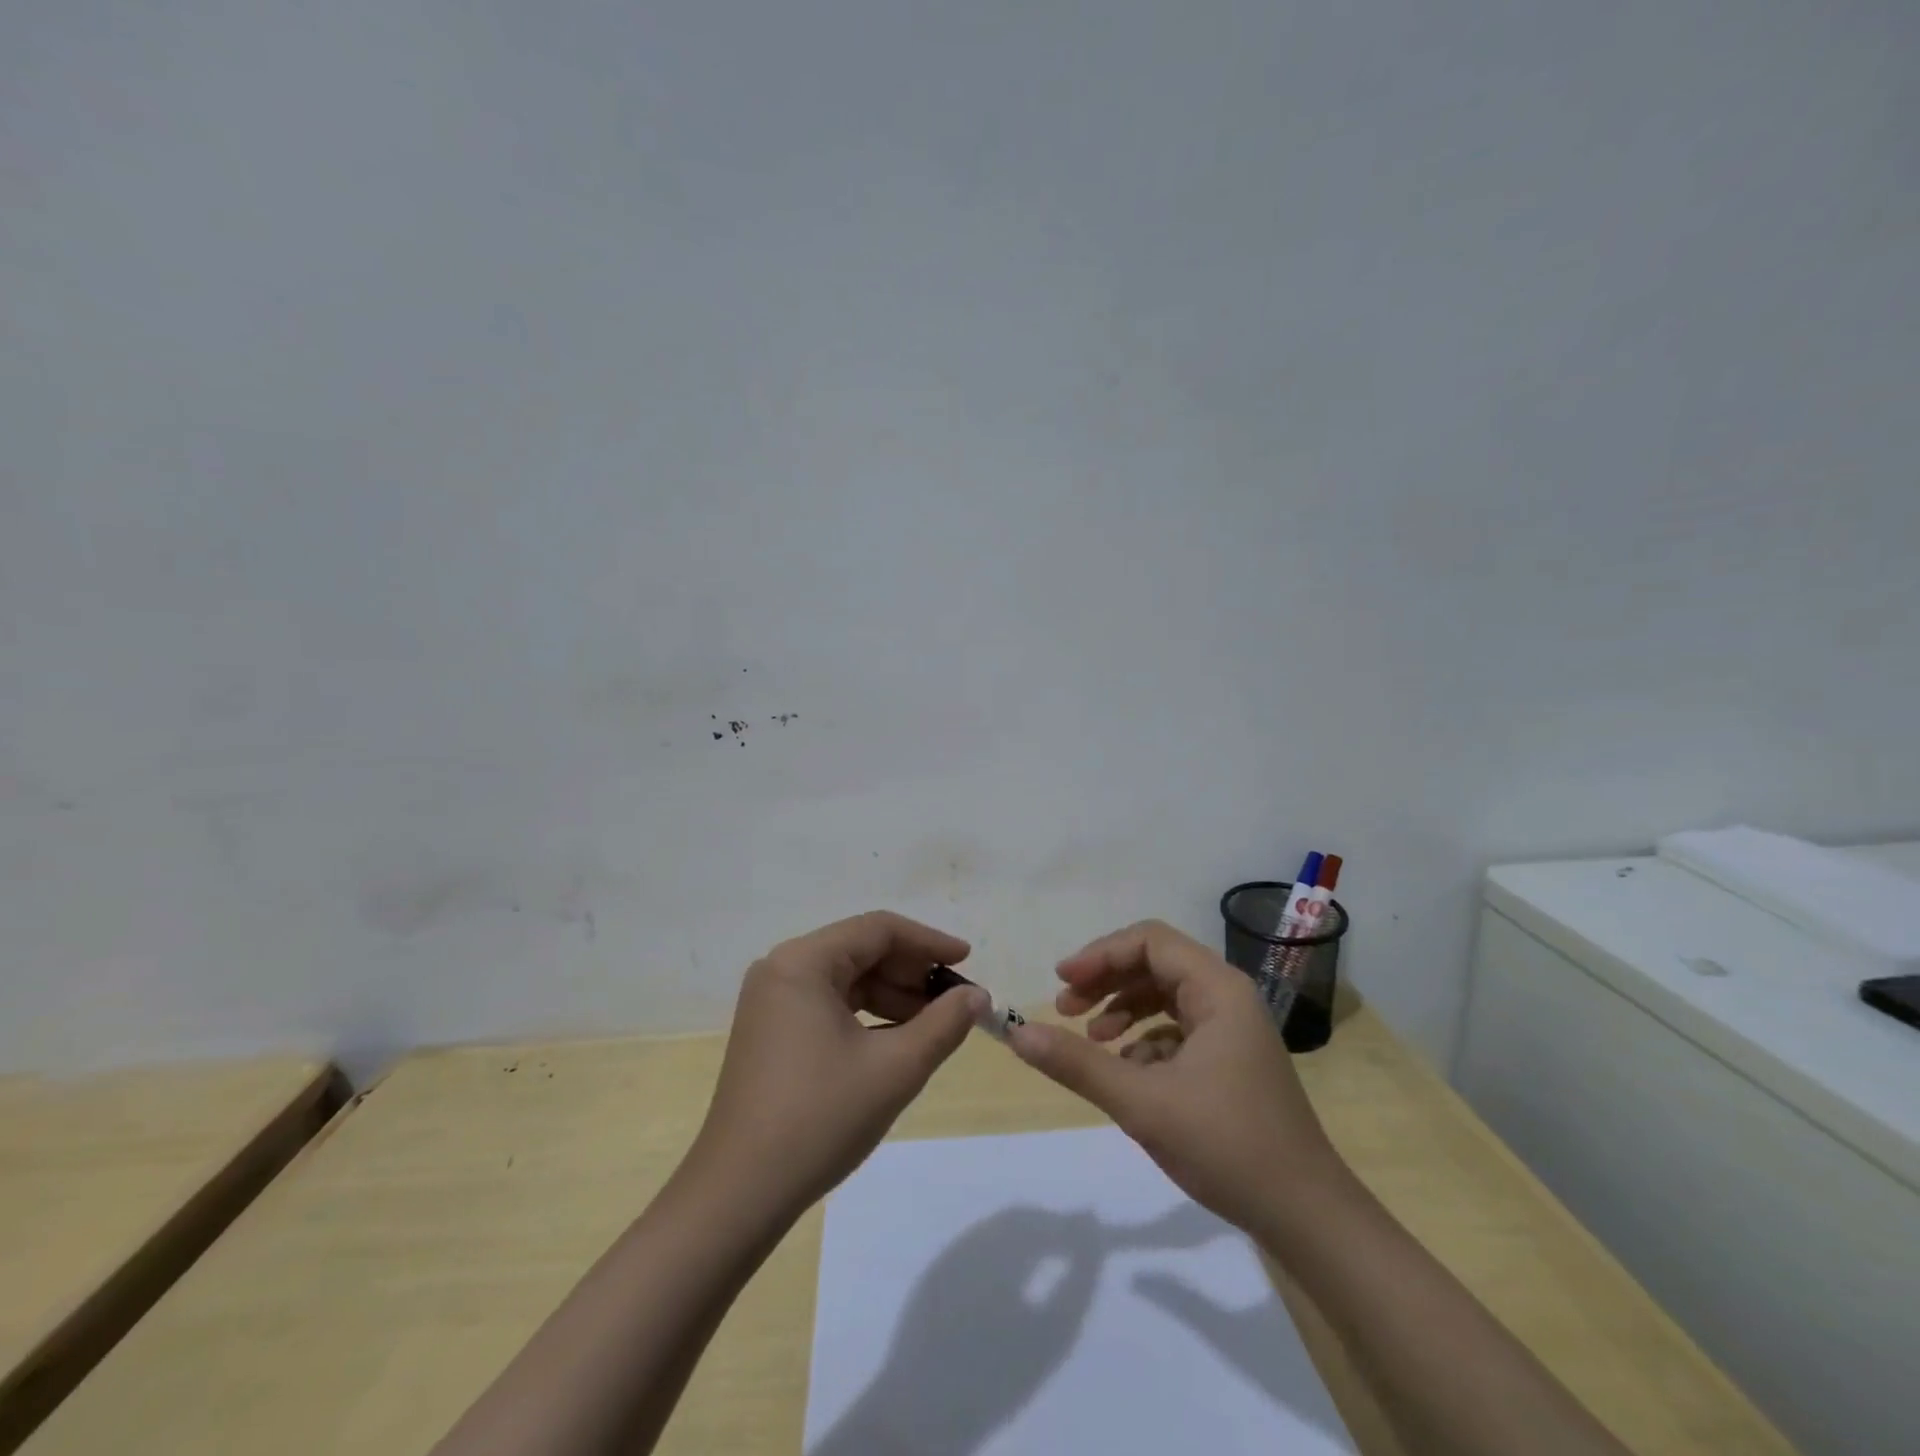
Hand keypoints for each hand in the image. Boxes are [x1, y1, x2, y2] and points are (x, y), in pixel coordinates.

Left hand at [685, 911, 987, 1220]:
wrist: (738, 1195)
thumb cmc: (819, 1119)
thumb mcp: (894, 1069)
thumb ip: (943, 1024)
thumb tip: (977, 996)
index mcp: (802, 962)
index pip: (878, 930)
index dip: (929, 942)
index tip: (968, 961)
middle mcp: (782, 969)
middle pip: (860, 950)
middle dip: (911, 972)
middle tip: (954, 999)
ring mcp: (772, 1001)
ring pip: (846, 979)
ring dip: (892, 995)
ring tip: (934, 1023)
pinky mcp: (770, 1031)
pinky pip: (828, 1004)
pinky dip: (867, 1015)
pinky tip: (897, 1040)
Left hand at [809, 1208, 1102, 1455]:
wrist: (917, 1415)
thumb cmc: (992, 1380)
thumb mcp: (1050, 1338)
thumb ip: (1077, 1282)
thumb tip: (1094, 1238)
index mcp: (996, 1245)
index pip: (1045, 1223)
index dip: (1075, 1226)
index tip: (1102, 1232)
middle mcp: (970, 1240)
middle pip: (1020, 1220)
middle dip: (1052, 1226)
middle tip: (1085, 1242)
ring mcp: (949, 1257)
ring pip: (997, 1231)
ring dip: (1029, 1236)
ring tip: (1058, 1252)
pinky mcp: (934, 1278)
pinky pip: (977, 1248)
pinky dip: (1004, 1251)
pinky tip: (1018, 1273)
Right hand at [1008, 920, 1345, 1234]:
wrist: (1307, 1216)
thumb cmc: (1227, 1146)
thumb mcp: (1142, 1103)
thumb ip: (1077, 1064)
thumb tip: (1017, 1034)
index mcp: (1217, 989)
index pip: (1149, 941)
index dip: (1100, 954)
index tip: (1061, 982)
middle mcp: (1227, 997)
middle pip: (1155, 963)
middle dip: (1106, 981)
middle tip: (1065, 1009)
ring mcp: (1232, 1029)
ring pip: (1165, 996)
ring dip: (1123, 1008)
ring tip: (1091, 1039)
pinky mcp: (1231, 1059)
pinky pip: (1178, 1028)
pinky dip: (1145, 1039)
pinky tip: (1127, 1070)